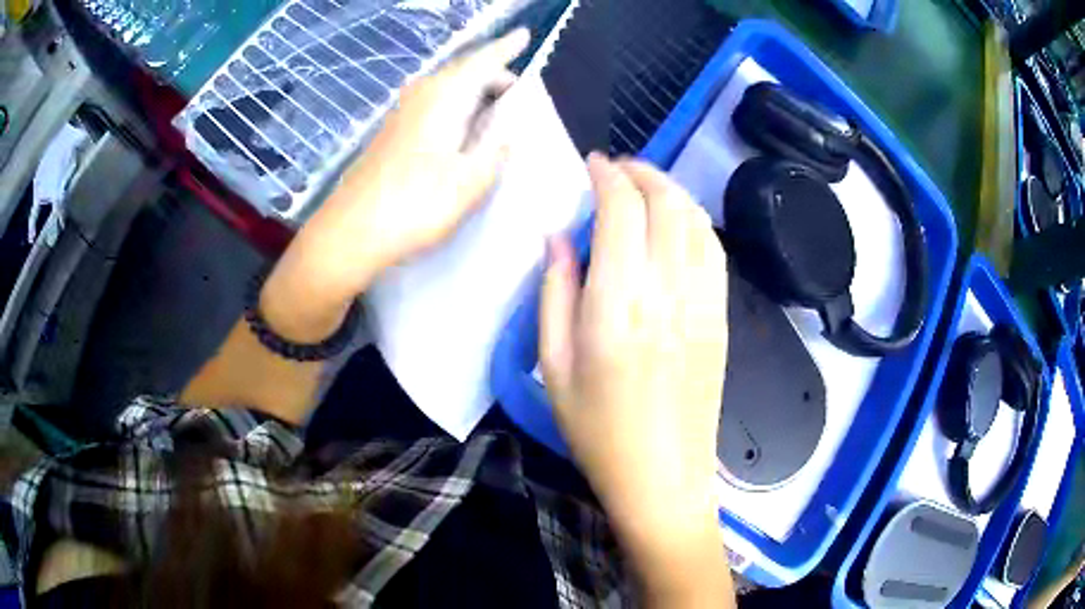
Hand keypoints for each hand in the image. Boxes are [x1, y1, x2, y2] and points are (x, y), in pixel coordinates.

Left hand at [260, 29, 529, 341]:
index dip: (506, 48)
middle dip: (494, 74)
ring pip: (447, 89)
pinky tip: (462, 130)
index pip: (483, 62)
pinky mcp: (392, 135)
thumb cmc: (414, 206)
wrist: (350, 233)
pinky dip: (456, 108)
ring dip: (474, 92)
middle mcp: (422, 97)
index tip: (524, 34)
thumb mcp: (470, 183)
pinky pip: (434, 105)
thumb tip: (508, 135)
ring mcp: (402, 115)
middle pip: (464, 72)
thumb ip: (496, 153)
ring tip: (496, 108)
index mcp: (445, 98)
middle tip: (519, 91)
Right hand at [541, 155, 730, 599]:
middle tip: (617, 169)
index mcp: (619, 306)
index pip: (623, 211)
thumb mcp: (553, 367)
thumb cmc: (597, 431)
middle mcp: (668, 293)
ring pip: (697, 220)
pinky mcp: (721, 318)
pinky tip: (677, 225)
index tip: (593, 163)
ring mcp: (704, 304)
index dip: (608, 175)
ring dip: (672, 191)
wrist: (663, 476)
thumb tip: (558, 236)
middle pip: (667, 203)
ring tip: (646, 188)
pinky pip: (715, 251)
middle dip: (643, 172)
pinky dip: (695, 222)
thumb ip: (554, 292)